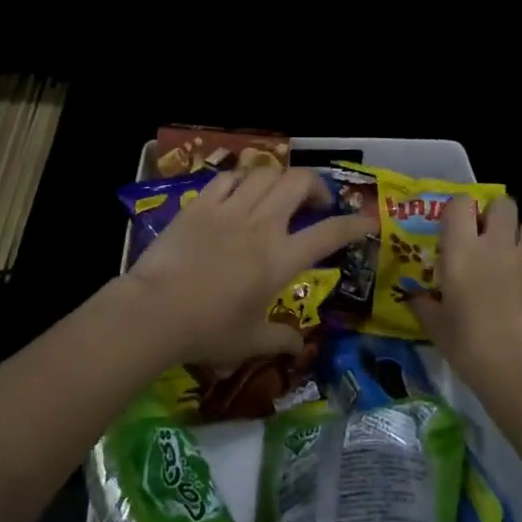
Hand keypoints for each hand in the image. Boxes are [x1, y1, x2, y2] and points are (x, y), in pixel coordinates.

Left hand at [116, 167, 368, 367]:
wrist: (154, 311)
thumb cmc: (207, 330)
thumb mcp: (250, 342)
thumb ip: (280, 339)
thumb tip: (300, 347)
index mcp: (280, 259)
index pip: (329, 234)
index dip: (354, 224)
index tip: (367, 220)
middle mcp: (262, 225)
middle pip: (299, 183)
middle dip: (316, 186)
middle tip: (315, 203)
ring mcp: (230, 210)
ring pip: (266, 173)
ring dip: (280, 179)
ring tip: (279, 193)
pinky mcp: (201, 204)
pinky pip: (229, 178)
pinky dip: (242, 179)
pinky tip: (241, 191)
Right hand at [415, 193, 521, 396]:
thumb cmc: (470, 347)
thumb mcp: (436, 328)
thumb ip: (424, 305)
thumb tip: (414, 296)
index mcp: (463, 251)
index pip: (461, 203)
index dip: (459, 208)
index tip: (454, 225)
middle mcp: (497, 246)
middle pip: (504, 204)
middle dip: (495, 214)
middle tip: (485, 237)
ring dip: (518, 239)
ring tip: (508, 263)